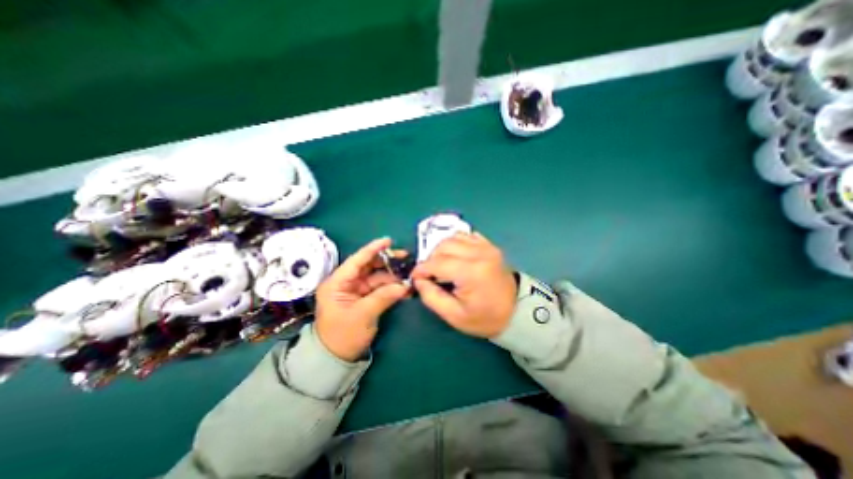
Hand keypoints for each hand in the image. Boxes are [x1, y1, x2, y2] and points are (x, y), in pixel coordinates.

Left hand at [316, 238, 409, 360]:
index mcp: (337, 283)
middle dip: (387, 262)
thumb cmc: (342, 336)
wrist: (336, 359)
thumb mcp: (363, 315)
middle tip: (405, 258)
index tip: (388, 241)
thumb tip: (404, 285)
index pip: (357, 260)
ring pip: (376, 277)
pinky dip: (391, 287)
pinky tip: (404, 288)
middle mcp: (346, 283)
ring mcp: (356, 291)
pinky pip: (380, 288)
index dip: (373, 249)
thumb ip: (384, 297)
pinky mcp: (364, 299)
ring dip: (392, 276)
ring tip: (408, 275)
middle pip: (368, 266)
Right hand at [410, 230, 515, 337]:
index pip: (438, 263)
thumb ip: (431, 296)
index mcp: (472, 272)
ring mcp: (486, 247)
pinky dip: (455, 244)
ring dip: (441, 250)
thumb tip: (419, 279)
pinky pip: (466, 236)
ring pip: (453, 237)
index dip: (422, 269)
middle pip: (444, 246)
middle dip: (431, 259)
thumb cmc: (484, 317)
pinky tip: (455, 257)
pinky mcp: (489, 245)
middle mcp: (480, 253)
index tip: (415, 277)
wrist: (515, 311)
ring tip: (441, 265)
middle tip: (429, 274)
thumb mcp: (454, 315)